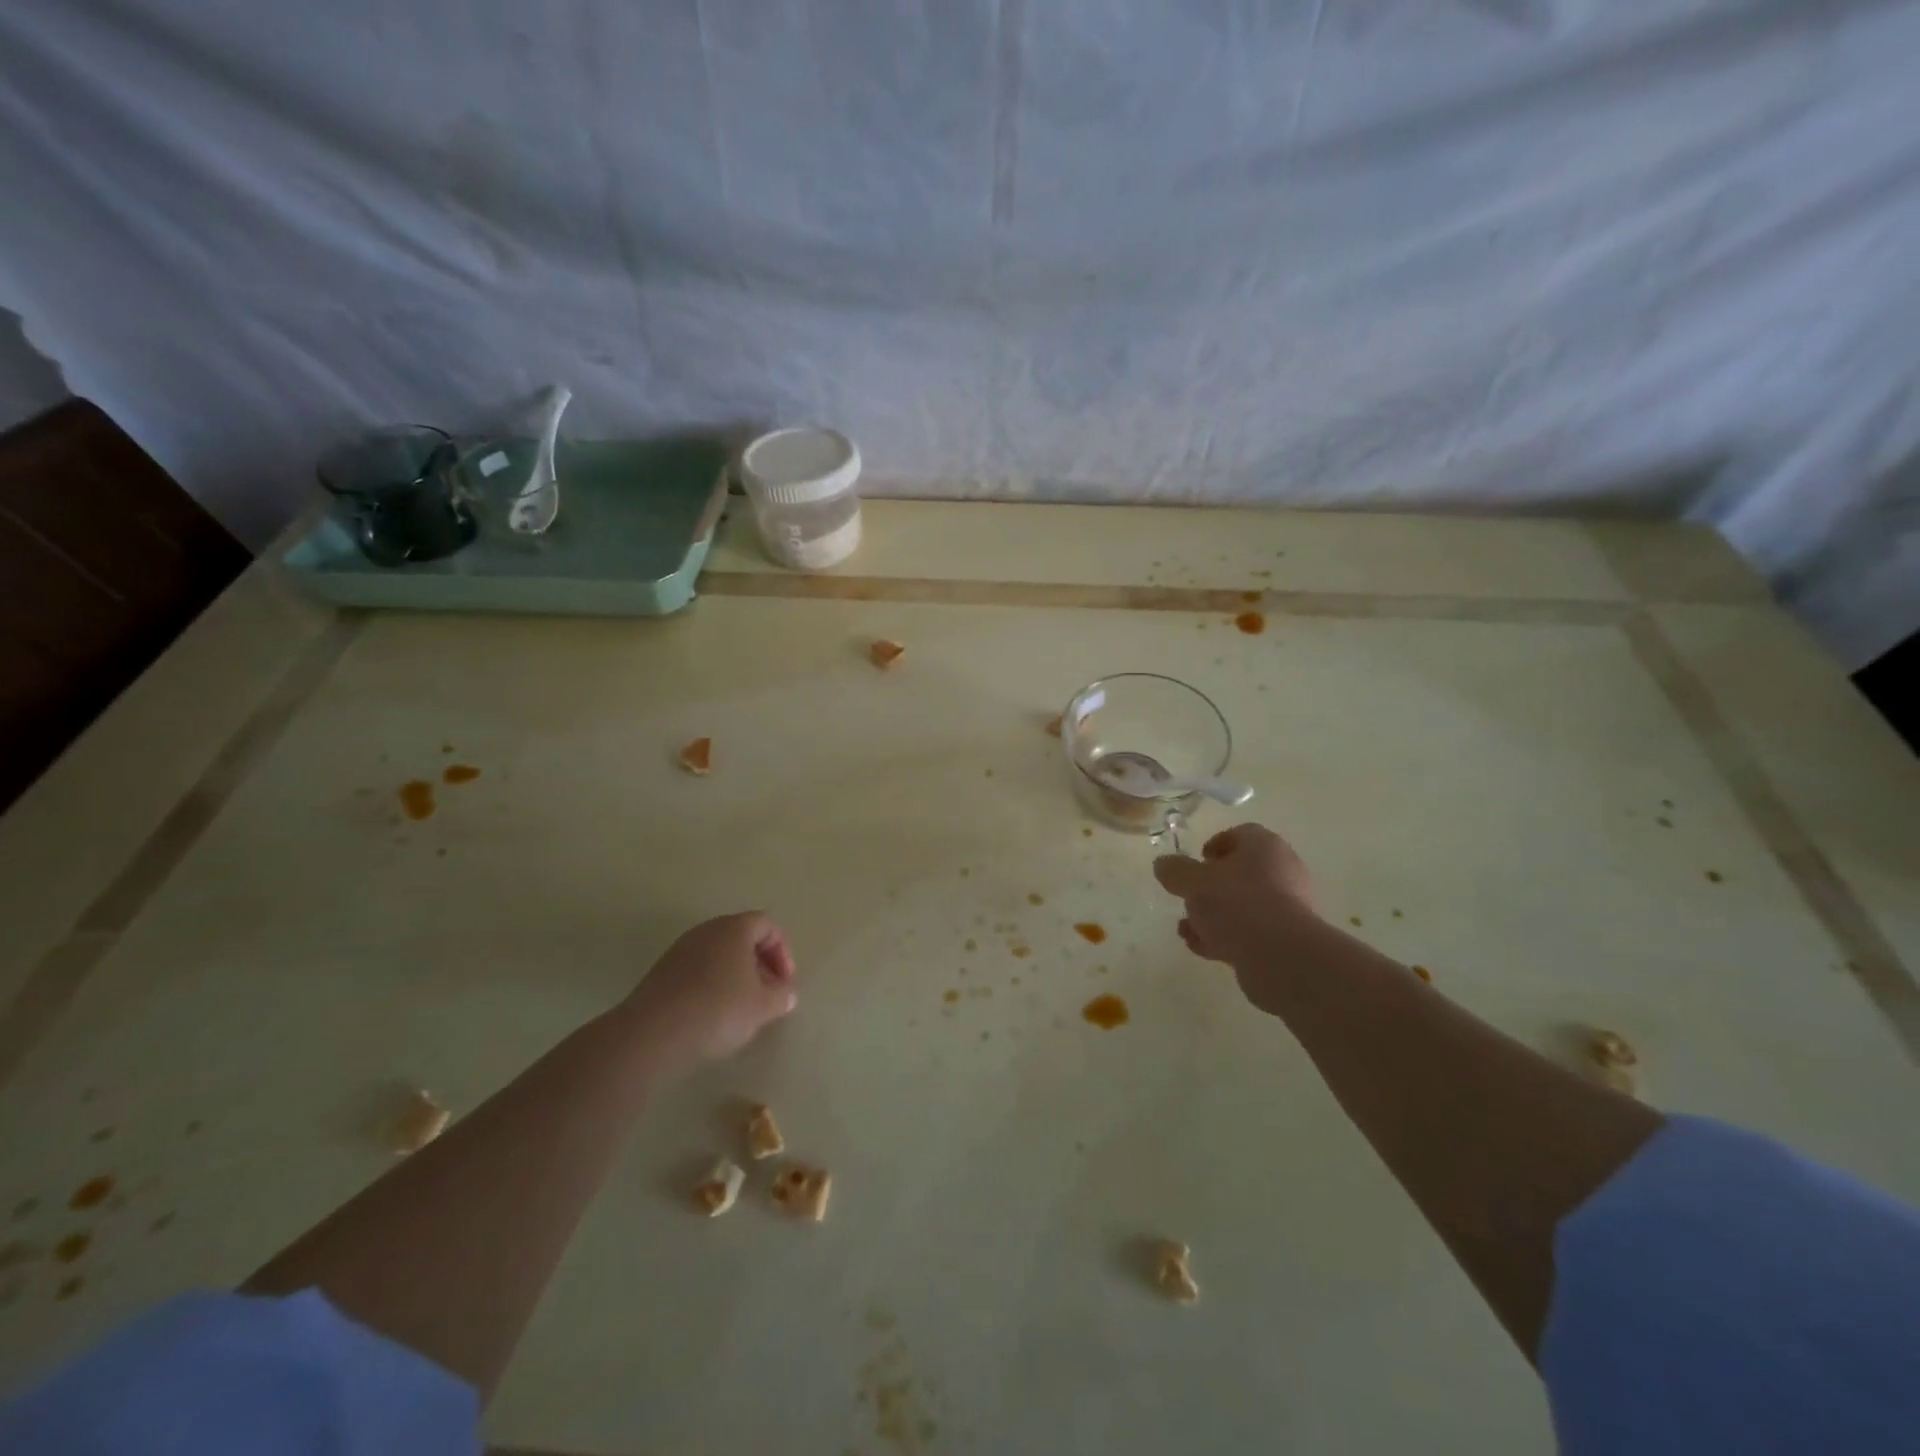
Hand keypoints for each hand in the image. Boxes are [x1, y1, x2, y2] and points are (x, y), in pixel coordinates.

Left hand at [622, 912, 797, 1070]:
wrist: (653, 1033)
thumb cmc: (719, 1009)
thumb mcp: (763, 1006)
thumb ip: (781, 996)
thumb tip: (786, 993)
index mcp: (734, 928)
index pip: (767, 925)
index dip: (782, 952)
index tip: (785, 982)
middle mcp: (706, 931)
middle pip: (741, 937)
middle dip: (759, 964)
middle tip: (767, 993)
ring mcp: (679, 950)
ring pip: (717, 955)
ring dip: (734, 976)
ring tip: (741, 1008)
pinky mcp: (660, 973)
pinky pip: (696, 971)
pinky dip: (710, 986)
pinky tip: (712, 1015)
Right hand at [1153, 824, 1318, 1008]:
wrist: (1283, 958)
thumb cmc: (1237, 904)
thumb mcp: (1193, 882)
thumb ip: (1175, 870)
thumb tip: (1163, 864)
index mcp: (1264, 846)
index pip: (1239, 835)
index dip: (1214, 845)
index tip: (1196, 863)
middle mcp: (1282, 871)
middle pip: (1241, 872)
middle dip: (1210, 886)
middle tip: (1190, 897)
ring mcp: (1288, 908)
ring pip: (1244, 905)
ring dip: (1214, 915)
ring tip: (1187, 929)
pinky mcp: (1287, 940)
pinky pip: (1251, 931)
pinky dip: (1226, 936)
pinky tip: (1202, 948)